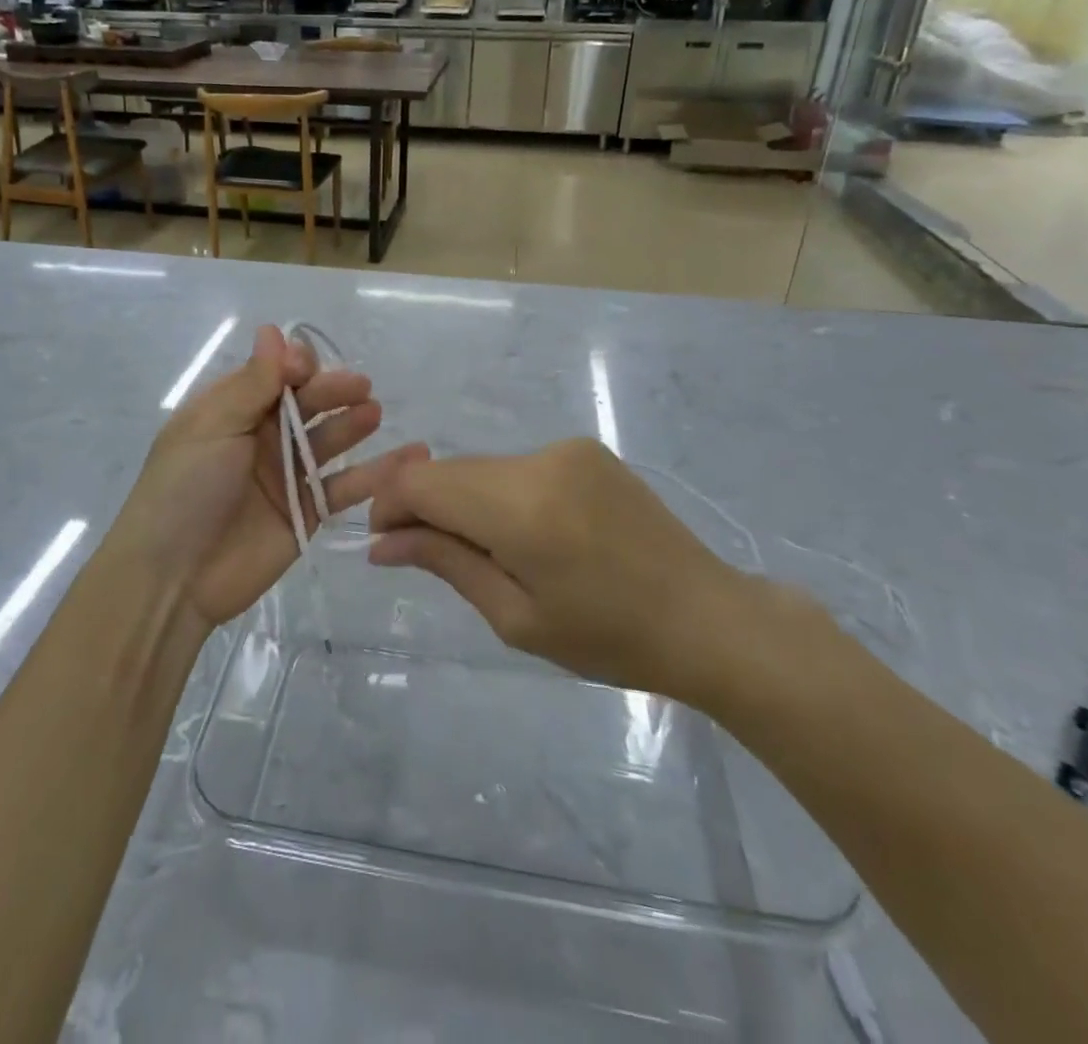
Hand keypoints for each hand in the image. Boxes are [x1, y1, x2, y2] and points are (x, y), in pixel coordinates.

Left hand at [109, 325, 415, 631]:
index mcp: (232, 411)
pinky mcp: (307, 513)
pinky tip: (406, 459)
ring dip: (352, 424)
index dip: (295, 367)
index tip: (309, 368)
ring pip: (328, 441)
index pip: (274, 375)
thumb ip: (252, 383)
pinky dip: (375, 475)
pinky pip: (344, 488)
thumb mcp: (213, 427)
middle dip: (331, 391)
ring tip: (373, 413)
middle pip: (307, 405)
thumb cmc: (186, 489)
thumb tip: (273, 330)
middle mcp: (262, 438)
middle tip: (360, 388)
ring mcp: (287, 476)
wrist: (174, 577)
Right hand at [368, 437, 784, 706]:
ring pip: (482, 468)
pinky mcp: (585, 450)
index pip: (422, 482)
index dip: (390, 505)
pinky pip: (518, 466)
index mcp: (522, 508)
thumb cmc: (609, 638)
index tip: (385, 543)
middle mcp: (540, 461)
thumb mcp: (516, 617)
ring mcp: (566, 449)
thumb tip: (381, 542)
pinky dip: (500, 493)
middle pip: (450, 470)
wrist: (707, 617)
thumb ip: (445, 563)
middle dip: (424, 506)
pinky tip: (528, 534)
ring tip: (490, 553)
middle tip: (427, 554)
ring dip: (464, 501)